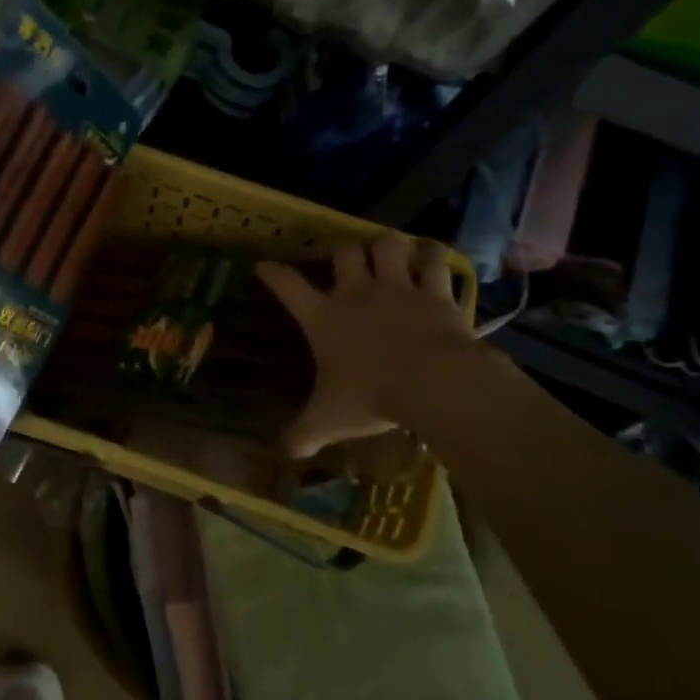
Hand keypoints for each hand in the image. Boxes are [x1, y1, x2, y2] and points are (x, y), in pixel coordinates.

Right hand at [256, 235, 476, 457]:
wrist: (433, 382)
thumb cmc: (371, 396)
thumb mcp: (329, 420)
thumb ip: (303, 434)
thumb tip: (283, 454)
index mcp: (323, 317)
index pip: (288, 286)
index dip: (273, 273)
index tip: (264, 264)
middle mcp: (357, 293)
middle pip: (343, 251)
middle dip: (341, 250)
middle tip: (345, 259)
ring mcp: (398, 288)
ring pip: (388, 245)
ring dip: (386, 246)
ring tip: (388, 252)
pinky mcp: (435, 292)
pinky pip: (434, 263)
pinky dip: (432, 260)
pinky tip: (432, 262)